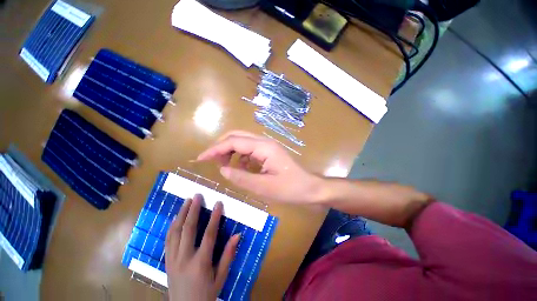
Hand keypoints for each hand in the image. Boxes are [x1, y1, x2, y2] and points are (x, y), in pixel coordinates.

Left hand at [165, 194, 239, 300]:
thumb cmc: (206, 294)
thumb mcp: (221, 278)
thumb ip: (228, 255)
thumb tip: (238, 235)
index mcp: (200, 263)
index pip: (209, 234)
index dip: (214, 217)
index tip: (218, 203)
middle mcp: (184, 259)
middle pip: (188, 229)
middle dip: (193, 210)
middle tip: (197, 196)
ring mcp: (172, 260)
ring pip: (175, 232)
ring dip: (180, 215)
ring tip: (186, 201)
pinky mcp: (167, 262)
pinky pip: (168, 240)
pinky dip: (172, 226)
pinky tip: (175, 218)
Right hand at [196, 131, 321, 203]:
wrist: (310, 188)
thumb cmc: (290, 189)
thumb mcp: (264, 187)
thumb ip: (241, 177)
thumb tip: (222, 169)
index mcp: (264, 147)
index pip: (233, 142)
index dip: (215, 149)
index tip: (200, 158)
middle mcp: (265, 142)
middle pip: (237, 136)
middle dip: (222, 146)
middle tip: (213, 161)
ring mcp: (268, 146)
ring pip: (243, 141)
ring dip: (231, 150)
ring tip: (226, 166)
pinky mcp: (269, 152)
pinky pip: (250, 149)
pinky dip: (241, 156)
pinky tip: (242, 168)